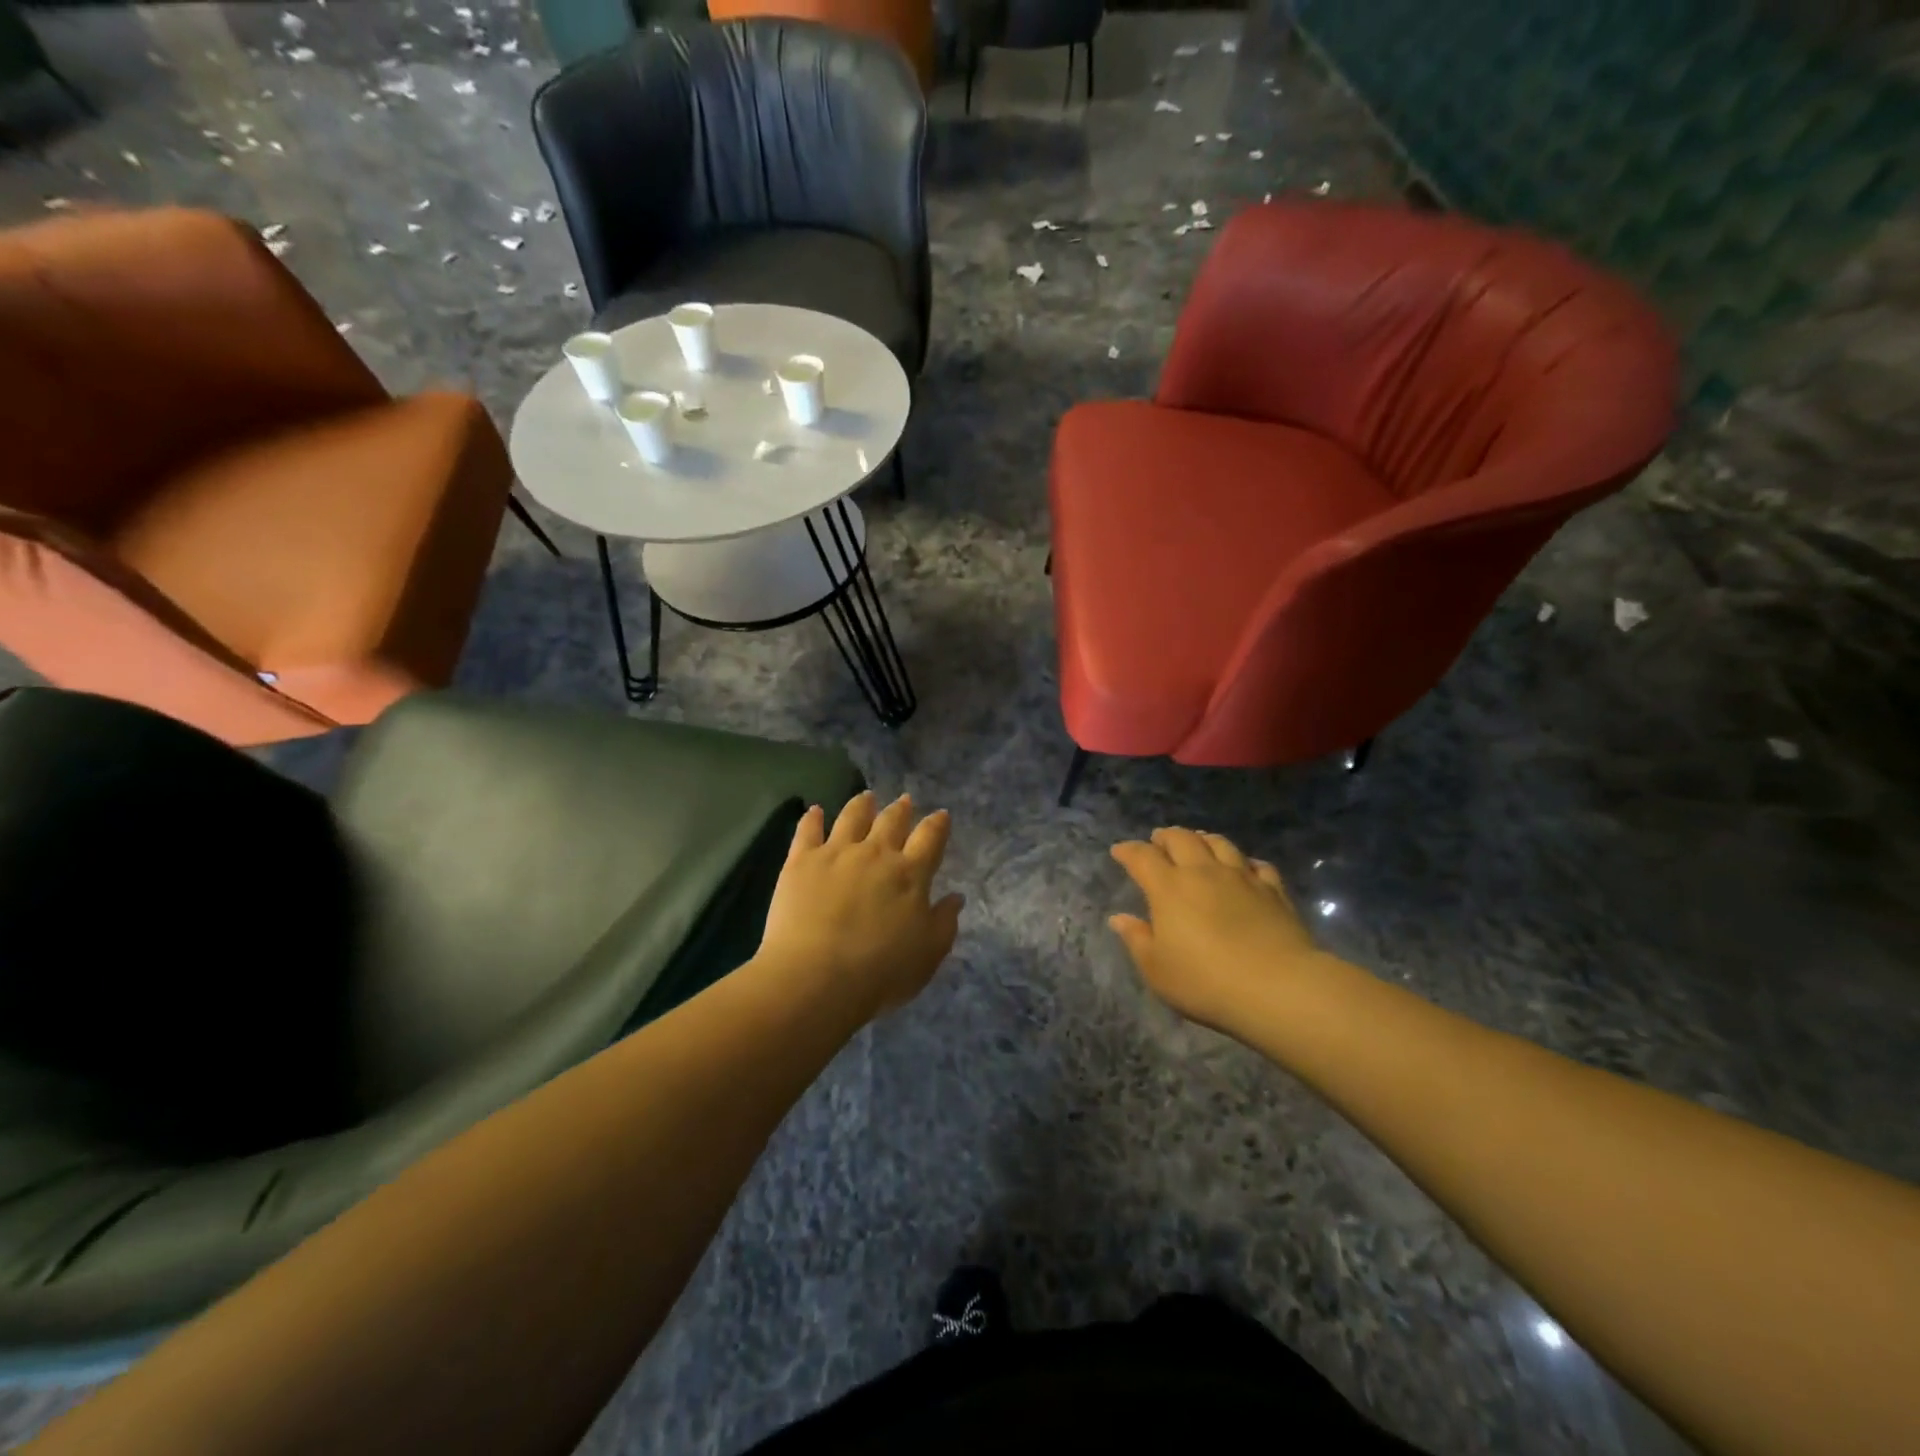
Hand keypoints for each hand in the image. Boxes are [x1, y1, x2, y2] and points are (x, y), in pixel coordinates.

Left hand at [758, 792, 963, 1020]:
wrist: (816, 977)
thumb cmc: (880, 972)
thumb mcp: (928, 954)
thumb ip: (944, 922)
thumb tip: (956, 896)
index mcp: (911, 874)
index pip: (930, 838)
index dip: (938, 824)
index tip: (941, 815)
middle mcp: (876, 853)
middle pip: (892, 821)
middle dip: (901, 809)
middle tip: (904, 800)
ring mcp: (836, 853)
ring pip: (852, 817)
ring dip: (862, 805)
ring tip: (866, 797)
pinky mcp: (801, 861)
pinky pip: (808, 831)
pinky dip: (813, 818)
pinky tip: (815, 810)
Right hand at [1109, 828, 1329, 1033]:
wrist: (1278, 988)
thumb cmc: (1206, 982)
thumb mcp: (1157, 970)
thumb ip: (1137, 939)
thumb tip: (1119, 918)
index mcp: (1168, 888)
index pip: (1142, 857)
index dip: (1128, 851)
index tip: (1119, 851)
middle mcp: (1203, 872)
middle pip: (1181, 839)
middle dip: (1165, 836)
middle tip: (1158, 841)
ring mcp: (1241, 877)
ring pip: (1219, 843)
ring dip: (1203, 839)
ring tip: (1197, 842)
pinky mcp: (1273, 890)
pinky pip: (1257, 864)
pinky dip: (1244, 861)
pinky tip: (1244, 868)